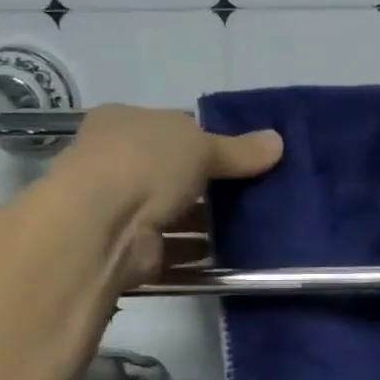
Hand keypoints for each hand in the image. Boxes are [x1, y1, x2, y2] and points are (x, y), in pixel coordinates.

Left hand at [48, 104, 281, 277]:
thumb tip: (278, 142)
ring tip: (252, 225)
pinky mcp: (129, 249)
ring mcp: (118, 208)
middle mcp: (114, 162)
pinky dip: (198, 254)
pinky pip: (172, 250)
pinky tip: (231, 256)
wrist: (101, 226)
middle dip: (210, 184)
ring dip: (206, 222)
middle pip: (172, 172)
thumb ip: (240, 150)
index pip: (171, 127)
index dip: (207, 139)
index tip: (243, 155)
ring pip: (173, 213)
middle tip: (254, 192)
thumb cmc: (145, 164)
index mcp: (123, 123)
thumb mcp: (201, 146)